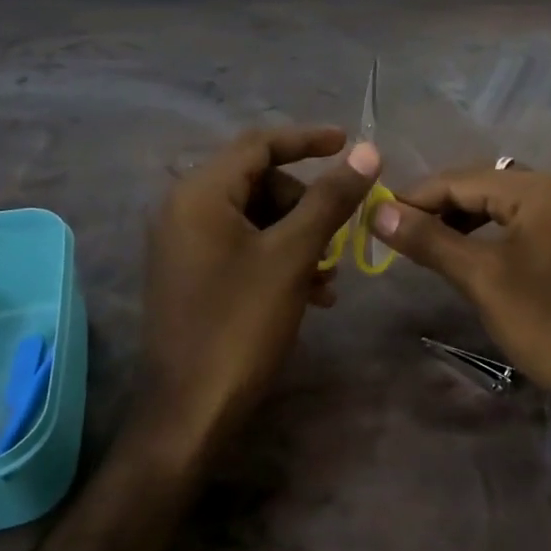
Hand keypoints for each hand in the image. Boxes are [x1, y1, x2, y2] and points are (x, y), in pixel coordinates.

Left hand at [142, 126, 379, 447]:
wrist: (190, 412)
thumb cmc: (240, 324)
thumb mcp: (293, 255)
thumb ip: (330, 199)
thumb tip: (366, 150)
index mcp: (200, 193)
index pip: (259, 144)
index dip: (307, 139)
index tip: (349, 143)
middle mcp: (184, 208)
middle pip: (259, 181)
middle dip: (306, 204)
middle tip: (339, 234)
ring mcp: (184, 243)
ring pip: (256, 218)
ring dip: (299, 236)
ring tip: (330, 277)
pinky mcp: (191, 273)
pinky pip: (243, 246)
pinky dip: (279, 258)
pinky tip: (311, 293)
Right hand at [371, 165, 550, 420]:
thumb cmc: (546, 323)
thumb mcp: (480, 277)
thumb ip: (428, 239)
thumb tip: (377, 210)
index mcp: (541, 188)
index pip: (463, 180)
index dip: (416, 197)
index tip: (377, 215)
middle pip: (483, 186)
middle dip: (438, 207)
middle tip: (396, 231)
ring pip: (501, 205)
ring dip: (462, 220)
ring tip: (425, 243)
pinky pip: (520, 223)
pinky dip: (488, 234)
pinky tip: (466, 253)